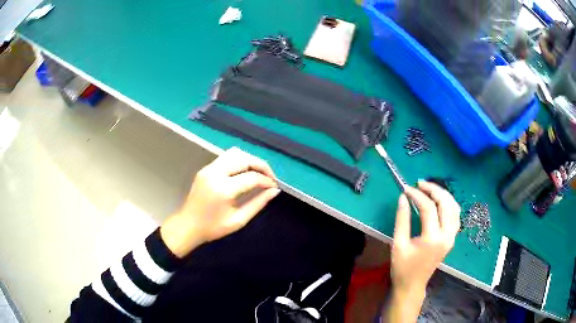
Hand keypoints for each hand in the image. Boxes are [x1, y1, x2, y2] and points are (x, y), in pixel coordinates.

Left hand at [161, 147, 280, 257]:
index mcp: (223, 189)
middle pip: (244, 158)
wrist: (188, 225)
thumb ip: (258, 203)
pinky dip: (240, 160)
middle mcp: (215, 173)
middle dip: (261, 166)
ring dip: (250, 160)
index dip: (267, 180)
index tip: (274, 187)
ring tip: (259, 173)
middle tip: (270, 178)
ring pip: (235, 153)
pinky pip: (226, 157)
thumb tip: (274, 191)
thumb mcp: (239, 220)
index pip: (252, 177)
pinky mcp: (206, 168)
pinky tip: (245, 171)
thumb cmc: (213, 228)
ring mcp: (209, 168)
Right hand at [391, 181, 460, 298]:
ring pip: (454, 207)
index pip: (428, 208)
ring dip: (443, 195)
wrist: (412, 285)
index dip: (417, 195)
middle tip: (419, 183)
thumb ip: (402, 219)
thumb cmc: (403, 267)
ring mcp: (452, 237)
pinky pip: (456, 216)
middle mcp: (447, 235)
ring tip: (430, 188)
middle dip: (433, 189)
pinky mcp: (452, 238)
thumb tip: (403, 198)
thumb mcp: (398, 244)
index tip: (406, 189)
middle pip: (445, 203)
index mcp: (432, 238)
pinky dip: (449, 204)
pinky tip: (441, 201)